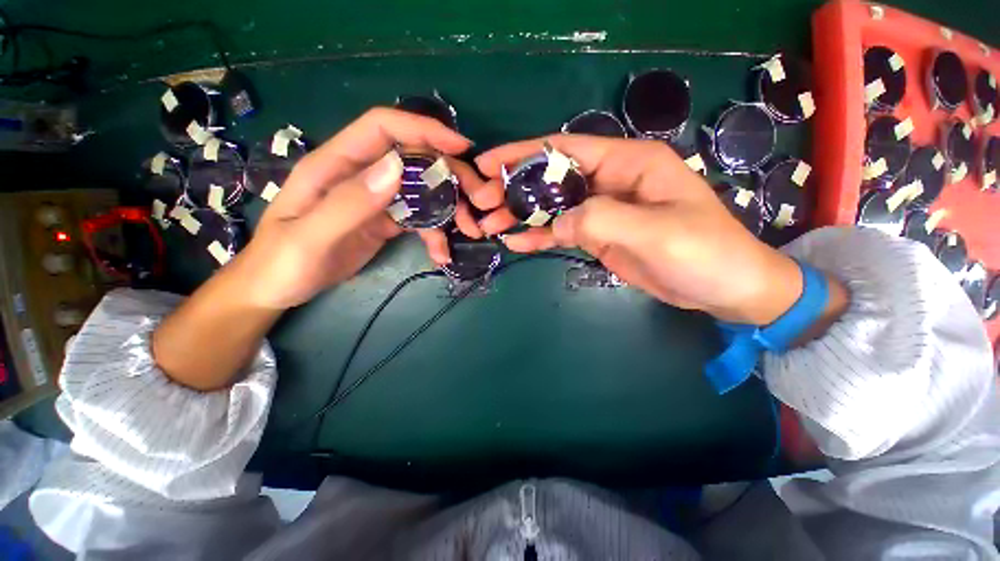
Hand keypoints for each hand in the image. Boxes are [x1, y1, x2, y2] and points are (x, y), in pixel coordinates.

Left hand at [233, 108, 472, 309]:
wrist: (277, 289)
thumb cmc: (281, 264)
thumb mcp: (310, 237)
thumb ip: (350, 202)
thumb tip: (397, 168)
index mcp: (335, 165)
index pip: (383, 128)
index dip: (423, 130)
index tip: (460, 148)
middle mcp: (360, 176)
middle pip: (413, 160)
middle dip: (450, 176)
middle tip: (478, 200)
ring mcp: (375, 200)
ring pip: (422, 191)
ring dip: (449, 208)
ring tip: (468, 231)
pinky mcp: (384, 221)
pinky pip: (418, 219)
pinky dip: (435, 233)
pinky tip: (442, 254)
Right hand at [474, 135, 804, 324]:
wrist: (722, 288)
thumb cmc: (702, 251)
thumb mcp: (654, 231)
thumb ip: (600, 220)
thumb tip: (556, 223)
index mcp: (627, 163)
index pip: (565, 149)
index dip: (523, 153)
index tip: (487, 164)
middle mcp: (609, 181)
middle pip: (551, 178)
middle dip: (514, 189)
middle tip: (482, 204)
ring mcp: (601, 210)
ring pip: (552, 207)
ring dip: (520, 215)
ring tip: (489, 225)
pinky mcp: (597, 236)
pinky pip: (561, 232)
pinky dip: (538, 236)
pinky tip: (515, 243)